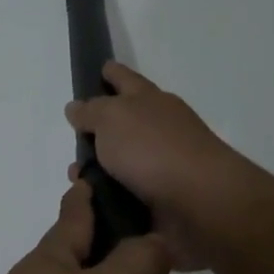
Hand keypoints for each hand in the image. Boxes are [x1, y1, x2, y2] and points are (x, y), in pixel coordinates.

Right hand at [65, 61, 251, 269]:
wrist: (201, 203)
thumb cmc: (153, 150)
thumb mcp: (112, 118)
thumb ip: (91, 111)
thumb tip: (76, 108)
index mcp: (150, 101)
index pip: (125, 79)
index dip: (111, 73)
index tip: (101, 68)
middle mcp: (159, 129)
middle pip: (123, 123)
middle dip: (97, 131)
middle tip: (72, 141)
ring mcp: (163, 165)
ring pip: (121, 163)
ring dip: (97, 171)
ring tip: (75, 181)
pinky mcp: (163, 200)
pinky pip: (126, 195)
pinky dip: (108, 198)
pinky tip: (90, 205)